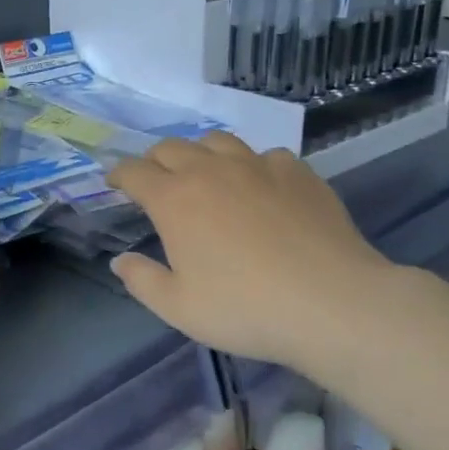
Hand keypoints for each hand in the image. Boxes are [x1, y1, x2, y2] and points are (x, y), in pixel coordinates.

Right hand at [105, 132, 395, 368]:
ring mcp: (257, 166)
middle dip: (155, 160)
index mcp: (174, 199)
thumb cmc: (245, 309)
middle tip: (156, 181)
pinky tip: (261, 188)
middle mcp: (210, 171)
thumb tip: (120, 260)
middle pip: (171, 147)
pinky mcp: (298, 173)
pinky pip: (265, 155)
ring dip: (201, 154)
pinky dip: (252, 166)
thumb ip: (141, 280)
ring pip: (217, 141)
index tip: (115, 183)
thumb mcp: (178, 307)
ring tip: (205, 175)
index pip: (134, 171)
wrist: (333, 304)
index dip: (119, 174)